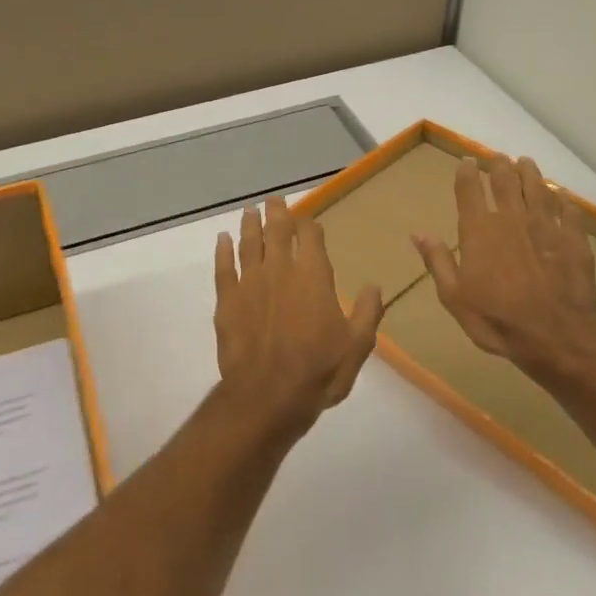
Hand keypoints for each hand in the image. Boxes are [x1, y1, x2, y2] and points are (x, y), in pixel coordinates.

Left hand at [213, 196, 384, 436]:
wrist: (268, 396)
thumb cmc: (319, 371)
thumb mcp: (357, 346)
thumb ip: (367, 312)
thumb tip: (374, 286)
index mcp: (313, 276)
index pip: (310, 236)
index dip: (308, 225)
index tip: (307, 220)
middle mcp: (280, 269)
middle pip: (277, 230)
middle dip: (277, 213)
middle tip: (274, 200)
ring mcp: (250, 282)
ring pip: (249, 243)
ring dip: (250, 224)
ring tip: (250, 210)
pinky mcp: (227, 299)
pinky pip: (223, 267)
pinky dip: (222, 250)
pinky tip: (222, 239)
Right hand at [412, 155, 595, 383]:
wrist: (555, 334)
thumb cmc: (496, 318)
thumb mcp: (454, 296)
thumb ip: (437, 261)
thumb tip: (417, 233)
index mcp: (478, 230)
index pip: (469, 190)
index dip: (467, 172)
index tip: (468, 161)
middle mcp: (511, 218)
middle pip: (505, 181)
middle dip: (500, 166)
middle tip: (499, 158)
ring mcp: (545, 225)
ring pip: (537, 189)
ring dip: (530, 174)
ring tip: (526, 163)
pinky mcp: (573, 239)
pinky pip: (568, 211)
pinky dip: (564, 200)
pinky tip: (563, 196)